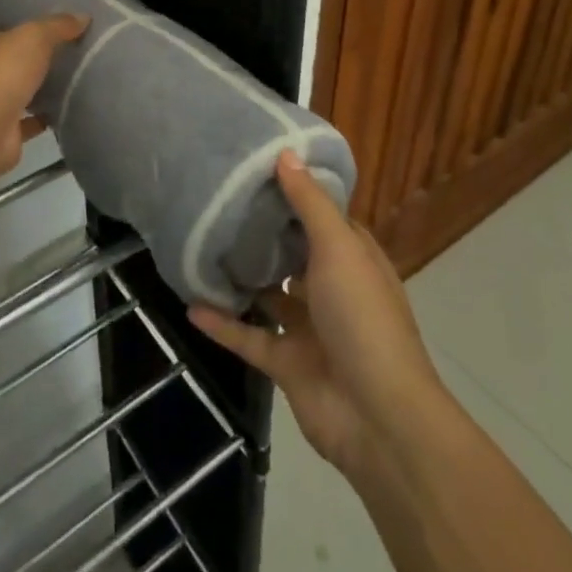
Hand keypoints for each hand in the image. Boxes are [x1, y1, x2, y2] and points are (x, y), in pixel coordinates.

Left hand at [0, 15, 88, 175]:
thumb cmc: (1, 71)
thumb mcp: (35, 36)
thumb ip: (58, 25)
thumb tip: (83, 16)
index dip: (12, 17)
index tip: (38, 15)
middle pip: (2, 55)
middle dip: (26, 53)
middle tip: (60, 44)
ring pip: (12, 87)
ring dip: (33, 85)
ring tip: (67, 74)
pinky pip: (25, 119)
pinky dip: (41, 116)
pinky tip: (64, 107)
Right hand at [189, 151, 445, 479]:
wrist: (379, 419)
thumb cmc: (363, 318)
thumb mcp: (339, 249)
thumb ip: (309, 203)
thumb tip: (285, 152)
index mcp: (354, 260)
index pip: (324, 218)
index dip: (297, 195)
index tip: (258, 171)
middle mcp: (333, 291)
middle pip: (294, 255)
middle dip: (264, 235)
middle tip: (220, 203)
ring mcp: (311, 331)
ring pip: (270, 298)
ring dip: (243, 280)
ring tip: (203, 249)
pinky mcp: (288, 366)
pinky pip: (249, 338)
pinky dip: (223, 325)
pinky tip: (191, 305)